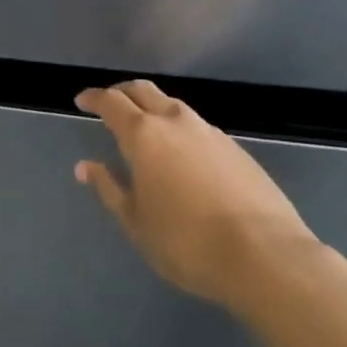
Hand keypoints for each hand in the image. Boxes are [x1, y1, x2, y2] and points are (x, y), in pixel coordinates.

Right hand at [75, 80, 319, 311]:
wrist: (265, 255)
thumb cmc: (187, 242)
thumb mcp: (136, 222)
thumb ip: (109, 188)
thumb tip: (86, 166)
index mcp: (144, 135)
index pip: (111, 102)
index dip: (93, 98)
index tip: (81, 101)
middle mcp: (176, 122)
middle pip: (143, 91)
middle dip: (122, 92)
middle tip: (109, 104)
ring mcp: (210, 132)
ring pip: (173, 106)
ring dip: (153, 108)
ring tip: (145, 129)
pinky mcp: (236, 148)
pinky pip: (197, 127)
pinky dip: (179, 129)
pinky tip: (182, 154)